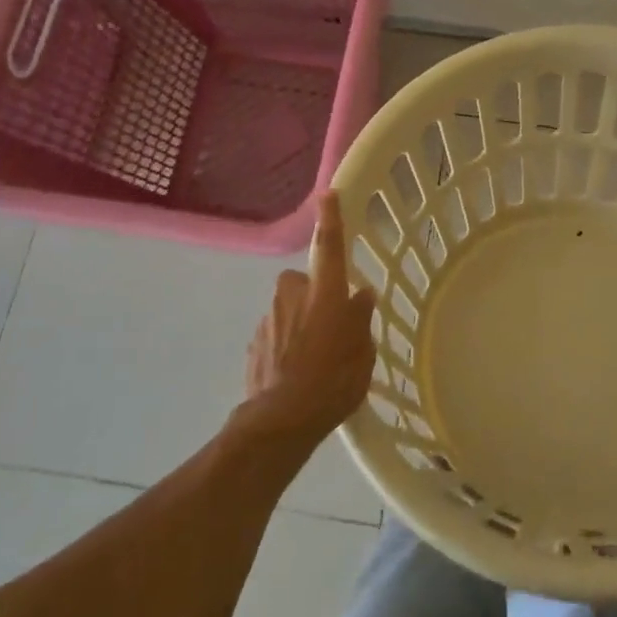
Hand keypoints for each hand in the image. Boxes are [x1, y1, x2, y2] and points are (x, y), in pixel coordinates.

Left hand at [242, 193, 377, 447]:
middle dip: (313, 293)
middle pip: (303, 281)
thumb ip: (361, 319)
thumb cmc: (333, 382)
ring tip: (313, 357)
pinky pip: (275, 333)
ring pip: (287, 309)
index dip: (331, 219)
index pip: (330, 246)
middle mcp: (293, 297)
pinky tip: (294, 372)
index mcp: (325, 294)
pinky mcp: (253, 344)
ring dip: (298, 322)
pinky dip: (284, 345)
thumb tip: (360, 295)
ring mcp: (269, 320)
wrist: (280, 421)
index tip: (328, 194)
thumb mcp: (363, 353)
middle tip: (330, 321)